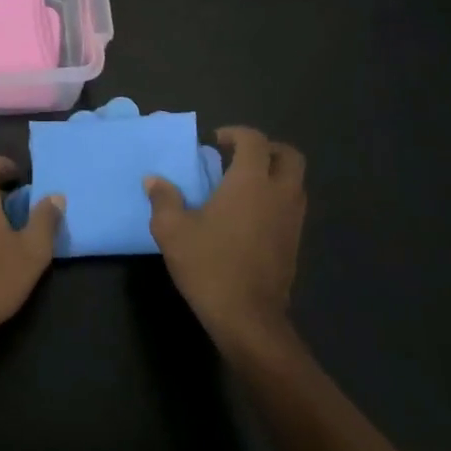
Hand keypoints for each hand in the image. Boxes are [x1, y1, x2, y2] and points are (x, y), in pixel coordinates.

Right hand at [145, 127, 305, 353]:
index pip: (254, 140)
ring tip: (242, 185)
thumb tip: (154, 180)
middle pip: (288, 156)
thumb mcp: (172, 230)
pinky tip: (249, 215)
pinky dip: (276, 198)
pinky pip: (292, 205)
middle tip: (238, 156)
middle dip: (266, 149)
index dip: (235, 134)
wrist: (248, 317)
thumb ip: (163, 199)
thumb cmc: (209, 265)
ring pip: (295, 181)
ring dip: (274, 174)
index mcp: (251, 182)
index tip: (215, 142)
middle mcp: (279, 193)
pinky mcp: (295, 242)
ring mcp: (293, 219)